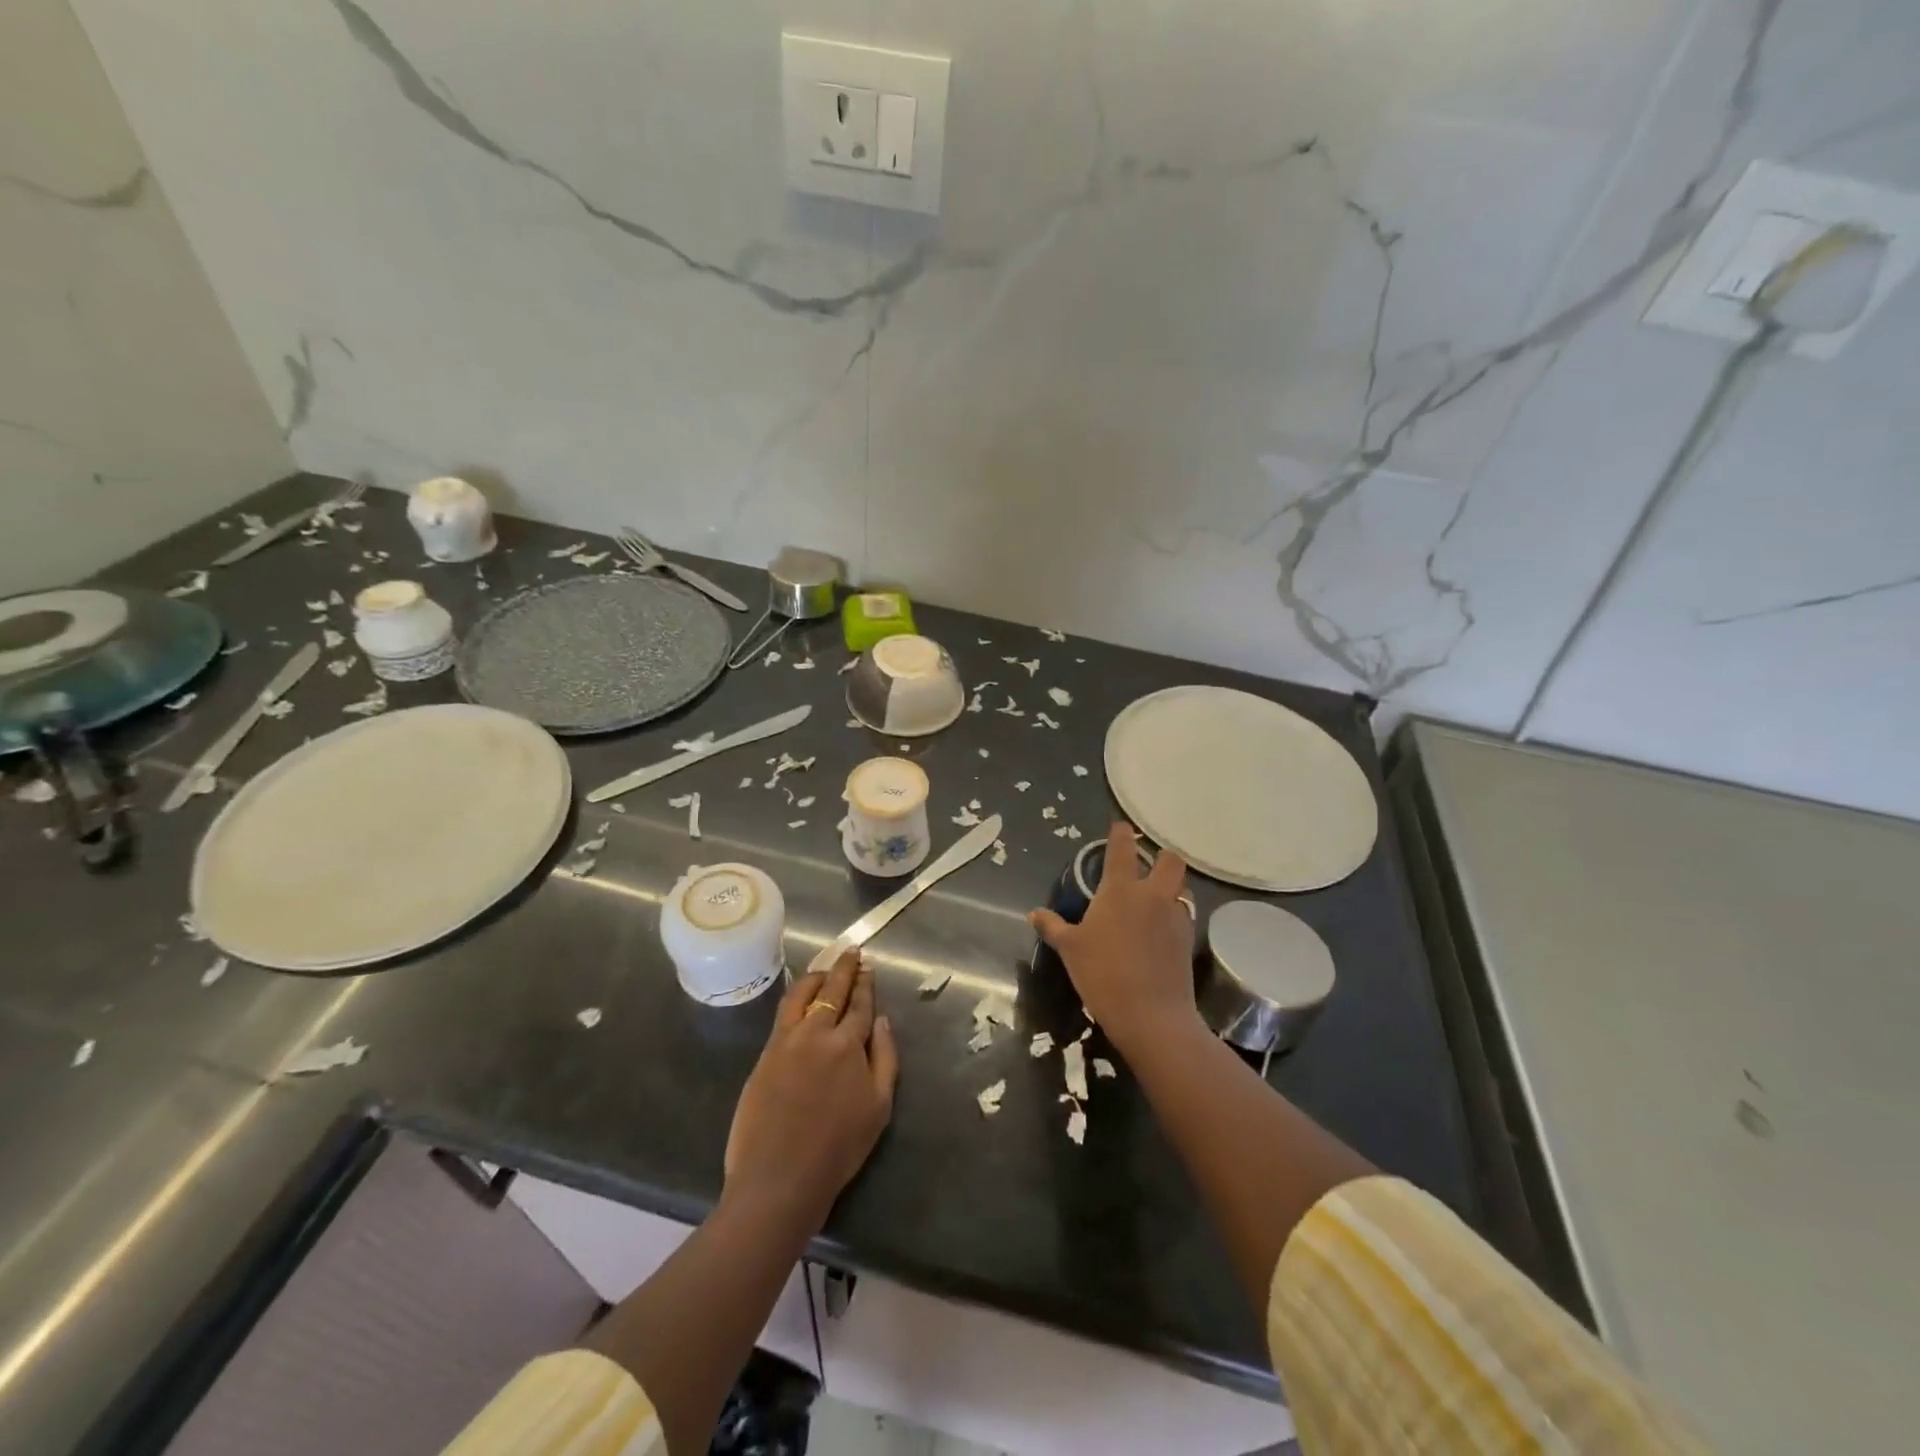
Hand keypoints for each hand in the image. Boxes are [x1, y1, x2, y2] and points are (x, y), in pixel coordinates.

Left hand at [723, 949, 898, 1230]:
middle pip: (832, 990)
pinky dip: (795, 996)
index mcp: (848, 1044)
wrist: (780, 1177)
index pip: (860, 1004)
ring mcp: (787, 1041)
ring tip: (825, 970)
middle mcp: (817, 1032)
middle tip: (851, 952)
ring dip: (817, 977)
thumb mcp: (879, 1106)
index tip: (868, 968)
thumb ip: (885, 1057)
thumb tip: (882, 1019)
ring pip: (802, 994)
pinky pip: (783, 1013)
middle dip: (844, 968)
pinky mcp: (765, 1053)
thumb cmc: (838, 1148)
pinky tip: (800, 996)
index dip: (866, 984)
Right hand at [1030, 821, 1196, 1052]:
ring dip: (1171, 887)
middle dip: (1160, 857)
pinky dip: (1174, 915)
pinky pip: (1184, 915)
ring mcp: (1175, 917)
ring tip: (1155, 899)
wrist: (1151, 1015)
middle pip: (1169, 860)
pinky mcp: (1188, 941)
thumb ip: (1053, 927)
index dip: (1121, 833)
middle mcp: (1152, 895)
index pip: (1123, 848)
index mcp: (1121, 890)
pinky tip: (1161, 931)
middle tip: (1146, 866)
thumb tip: (1034, 913)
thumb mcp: (1070, 950)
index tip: (1120, 827)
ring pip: (1181, 888)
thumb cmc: (1103, 974)